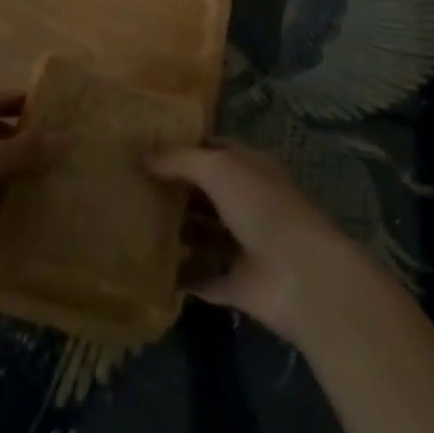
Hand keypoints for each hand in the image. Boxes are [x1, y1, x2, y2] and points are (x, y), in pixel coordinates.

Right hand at [149, 140, 366, 342]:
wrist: (301, 276)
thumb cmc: (262, 206)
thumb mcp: (219, 168)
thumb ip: (180, 160)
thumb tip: (144, 155)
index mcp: (250, 167)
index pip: (214, 149)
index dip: (184, 147)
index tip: (147, 148)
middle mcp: (249, 202)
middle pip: (207, 193)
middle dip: (176, 190)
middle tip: (132, 188)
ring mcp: (245, 245)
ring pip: (205, 235)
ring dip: (177, 232)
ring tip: (134, 226)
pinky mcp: (239, 285)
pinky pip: (204, 278)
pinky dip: (183, 276)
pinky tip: (150, 269)